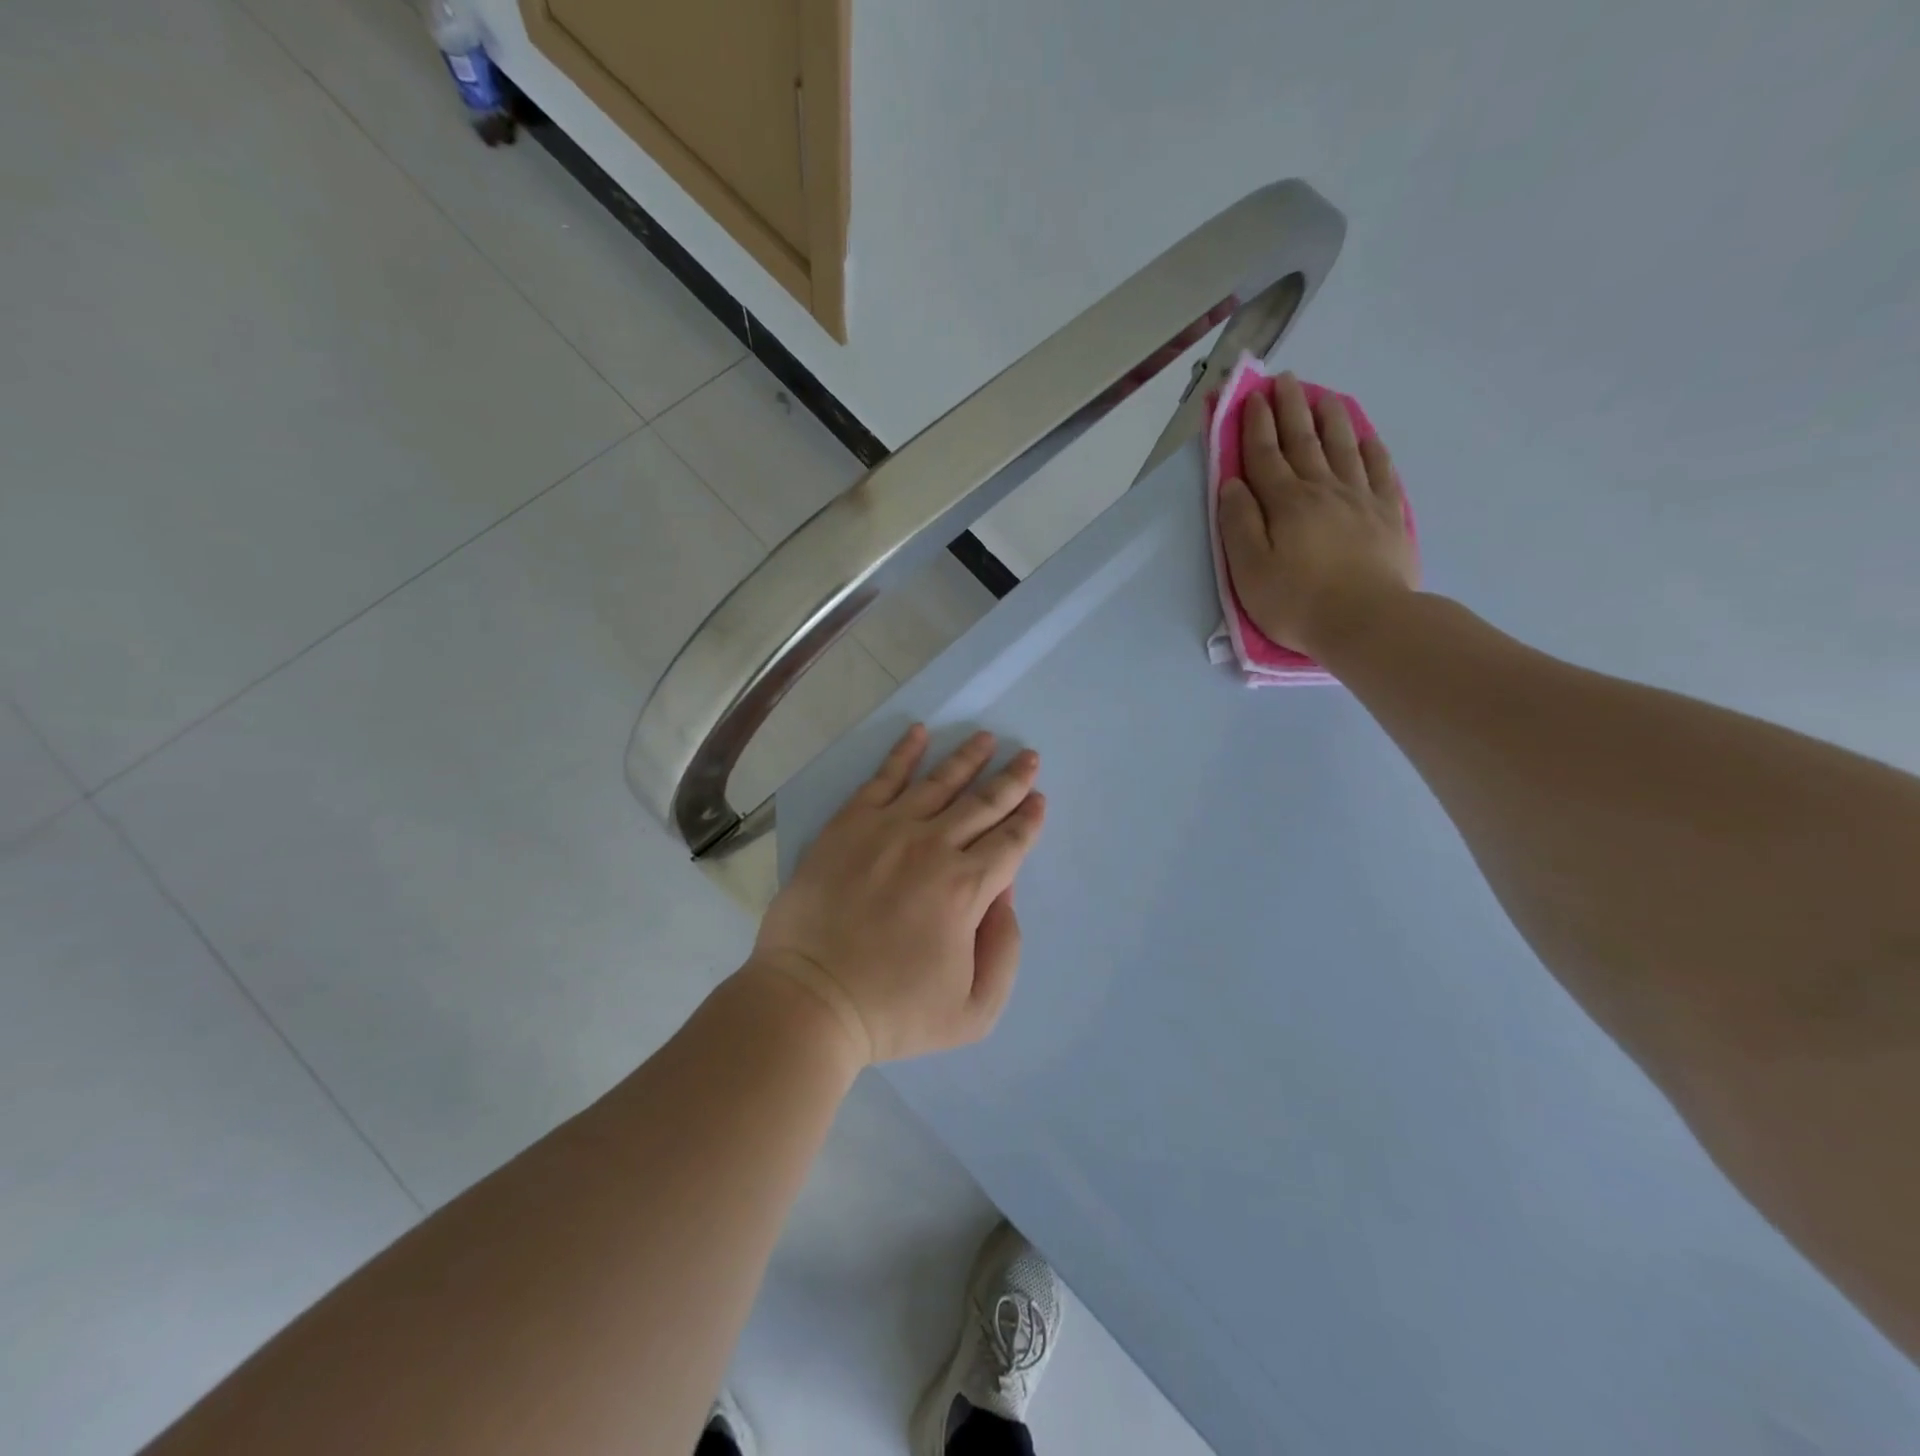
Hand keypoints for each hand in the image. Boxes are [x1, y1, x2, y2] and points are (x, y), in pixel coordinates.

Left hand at [750, 725, 1046, 1064]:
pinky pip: (882, 778)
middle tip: (1028, 757)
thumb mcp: (974, 1011)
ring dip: (968, 758)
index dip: (1029, 819)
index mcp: (967, 889)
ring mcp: (888, 830)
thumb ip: (1004, 950)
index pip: (1010, 842)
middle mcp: (934, 847)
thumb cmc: (893, 1012)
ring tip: (986, 738)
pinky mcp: (849, 824)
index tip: (1039, 799)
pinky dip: (903, 753)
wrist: (811, 1000)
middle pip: (983, 803)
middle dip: (1011, 779)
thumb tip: (1005, 894)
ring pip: (939, 783)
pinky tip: (919, 733)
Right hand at [1218, 372, 1418, 656]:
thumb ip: (1238, 524)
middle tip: (1285, 380)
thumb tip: (1232, 484)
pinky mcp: (1388, 514)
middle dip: (1291, 408)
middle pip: (1304, 440)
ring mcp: (1360, 499)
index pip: (1265, 455)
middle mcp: (1322, 489)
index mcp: (1285, 503)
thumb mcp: (1248, 571)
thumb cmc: (1297, 602)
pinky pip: (1379, 469)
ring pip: (1343, 446)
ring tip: (1323, 395)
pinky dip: (1370, 448)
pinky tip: (1365, 436)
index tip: (1251, 396)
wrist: (1367, 622)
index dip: (1256, 424)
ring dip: (1330, 417)